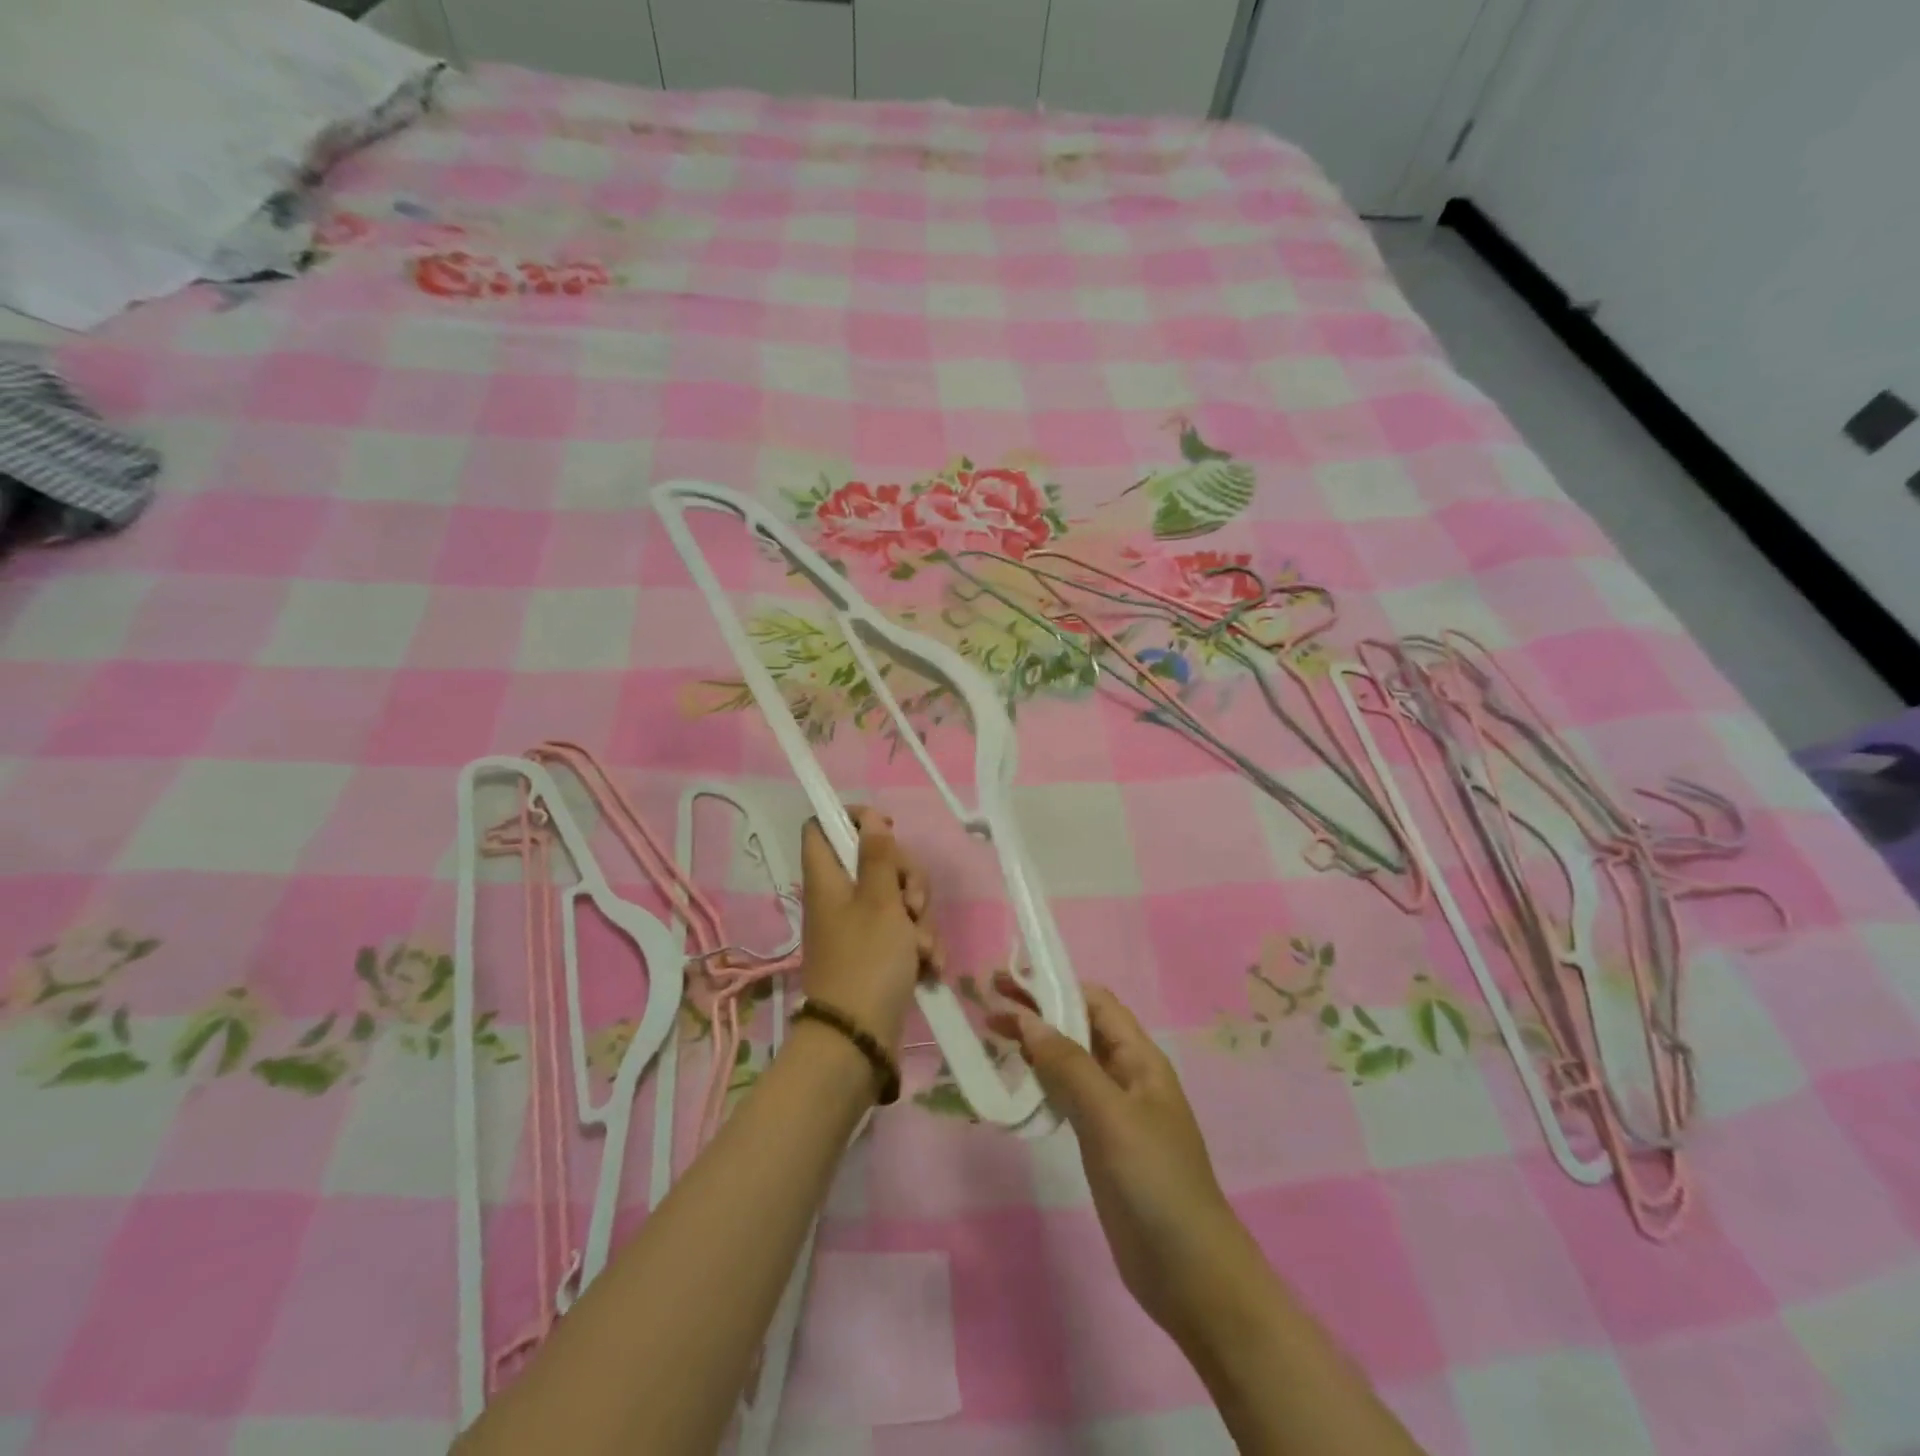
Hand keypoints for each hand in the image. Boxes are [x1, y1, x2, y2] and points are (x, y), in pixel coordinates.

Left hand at [798, 808, 940, 1052]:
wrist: (860, 1038)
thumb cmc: (867, 961)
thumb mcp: (879, 901)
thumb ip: (878, 856)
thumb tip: (869, 818)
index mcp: (828, 879)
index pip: (823, 827)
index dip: (853, 819)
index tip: (888, 829)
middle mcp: (840, 898)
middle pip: (875, 861)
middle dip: (907, 878)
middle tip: (913, 902)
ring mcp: (859, 927)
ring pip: (897, 898)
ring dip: (920, 918)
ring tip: (922, 946)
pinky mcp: (878, 953)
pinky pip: (903, 931)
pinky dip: (919, 944)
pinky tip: (930, 964)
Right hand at [991, 979, 1269, 1351]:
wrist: (1188, 1271)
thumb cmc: (1154, 1181)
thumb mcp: (1111, 1116)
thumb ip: (1069, 1066)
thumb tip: (1028, 1021)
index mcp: (1140, 1058)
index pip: (1096, 1003)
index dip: (1056, 985)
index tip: (1011, 980)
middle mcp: (1127, 1075)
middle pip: (1079, 1028)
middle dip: (1039, 1011)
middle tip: (989, 1003)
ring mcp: (1114, 1111)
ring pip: (1070, 1061)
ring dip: (1036, 1044)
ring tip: (993, 1035)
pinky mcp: (1101, 1142)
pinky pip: (1068, 1097)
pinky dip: (1042, 1081)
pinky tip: (1018, 1084)